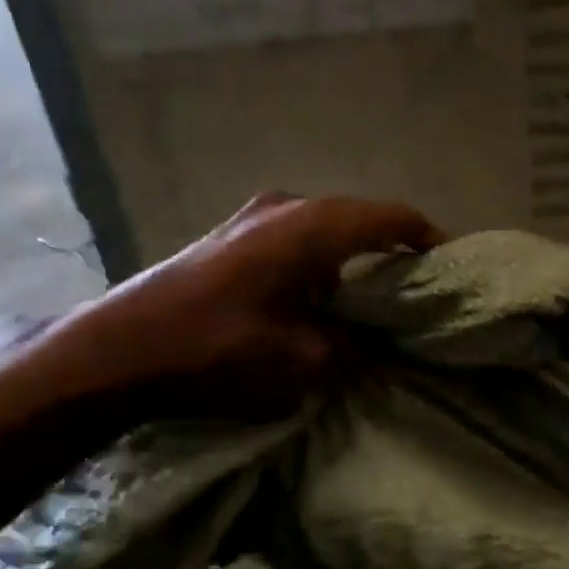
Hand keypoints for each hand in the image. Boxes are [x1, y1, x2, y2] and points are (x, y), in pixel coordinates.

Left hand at [21, 193, 441, 414]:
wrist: (116, 351)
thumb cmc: (214, 350)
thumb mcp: (298, 361)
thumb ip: (352, 349)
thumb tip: (381, 347)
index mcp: (311, 227)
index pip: (390, 217)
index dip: (428, 237)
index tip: (451, 265)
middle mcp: (286, 207)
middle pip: (359, 220)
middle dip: (392, 252)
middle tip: (418, 292)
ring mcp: (252, 218)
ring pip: (326, 231)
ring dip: (353, 261)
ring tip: (374, 303)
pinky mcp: (230, 237)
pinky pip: (295, 241)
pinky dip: (320, 265)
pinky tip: (321, 302)